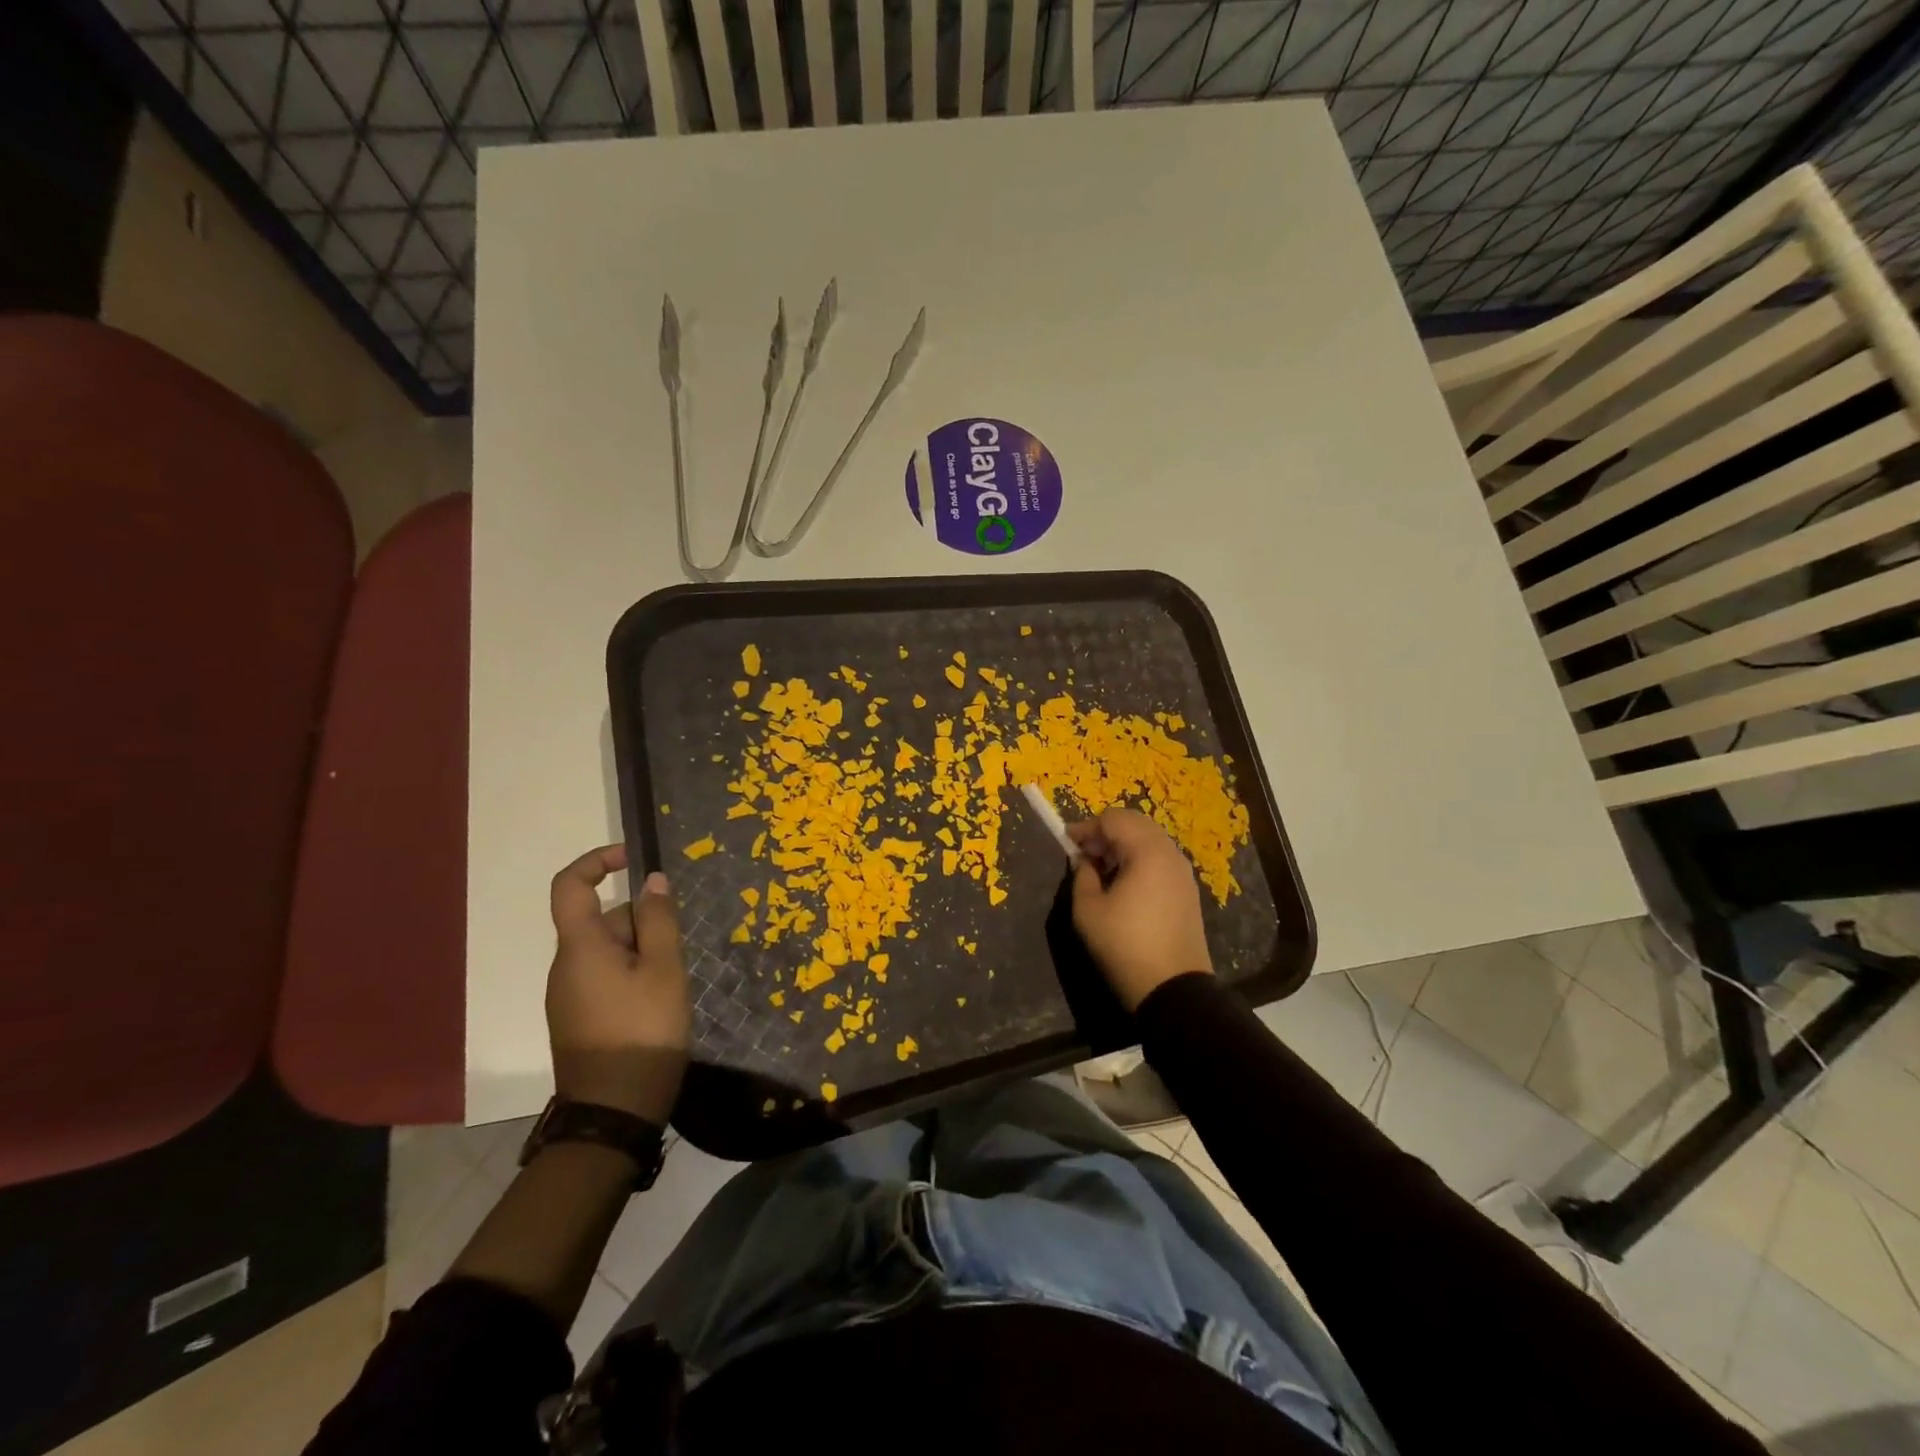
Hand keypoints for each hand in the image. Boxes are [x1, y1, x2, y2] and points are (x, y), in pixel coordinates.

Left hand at [546, 844, 689, 1123]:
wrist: (614, 1111)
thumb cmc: (643, 1031)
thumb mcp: (664, 969)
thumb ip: (659, 920)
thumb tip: (653, 880)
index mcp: (580, 947)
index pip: (570, 886)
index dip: (597, 860)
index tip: (632, 858)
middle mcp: (565, 966)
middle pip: (602, 920)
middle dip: (642, 922)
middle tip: (676, 952)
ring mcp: (569, 994)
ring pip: (608, 950)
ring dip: (642, 951)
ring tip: (673, 981)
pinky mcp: (578, 1017)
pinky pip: (605, 976)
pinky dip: (633, 974)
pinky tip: (658, 1001)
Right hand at [1068, 809, 1213, 1012]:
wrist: (1173, 989)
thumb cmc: (1124, 945)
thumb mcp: (1088, 909)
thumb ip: (1082, 875)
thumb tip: (1085, 860)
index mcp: (1147, 851)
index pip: (1114, 819)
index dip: (1087, 827)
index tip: (1066, 842)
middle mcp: (1170, 854)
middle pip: (1135, 824)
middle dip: (1106, 833)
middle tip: (1084, 854)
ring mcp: (1183, 873)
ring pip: (1150, 841)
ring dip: (1123, 846)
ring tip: (1101, 869)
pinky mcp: (1188, 891)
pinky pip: (1160, 860)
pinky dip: (1139, 860)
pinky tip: (1124, 884)